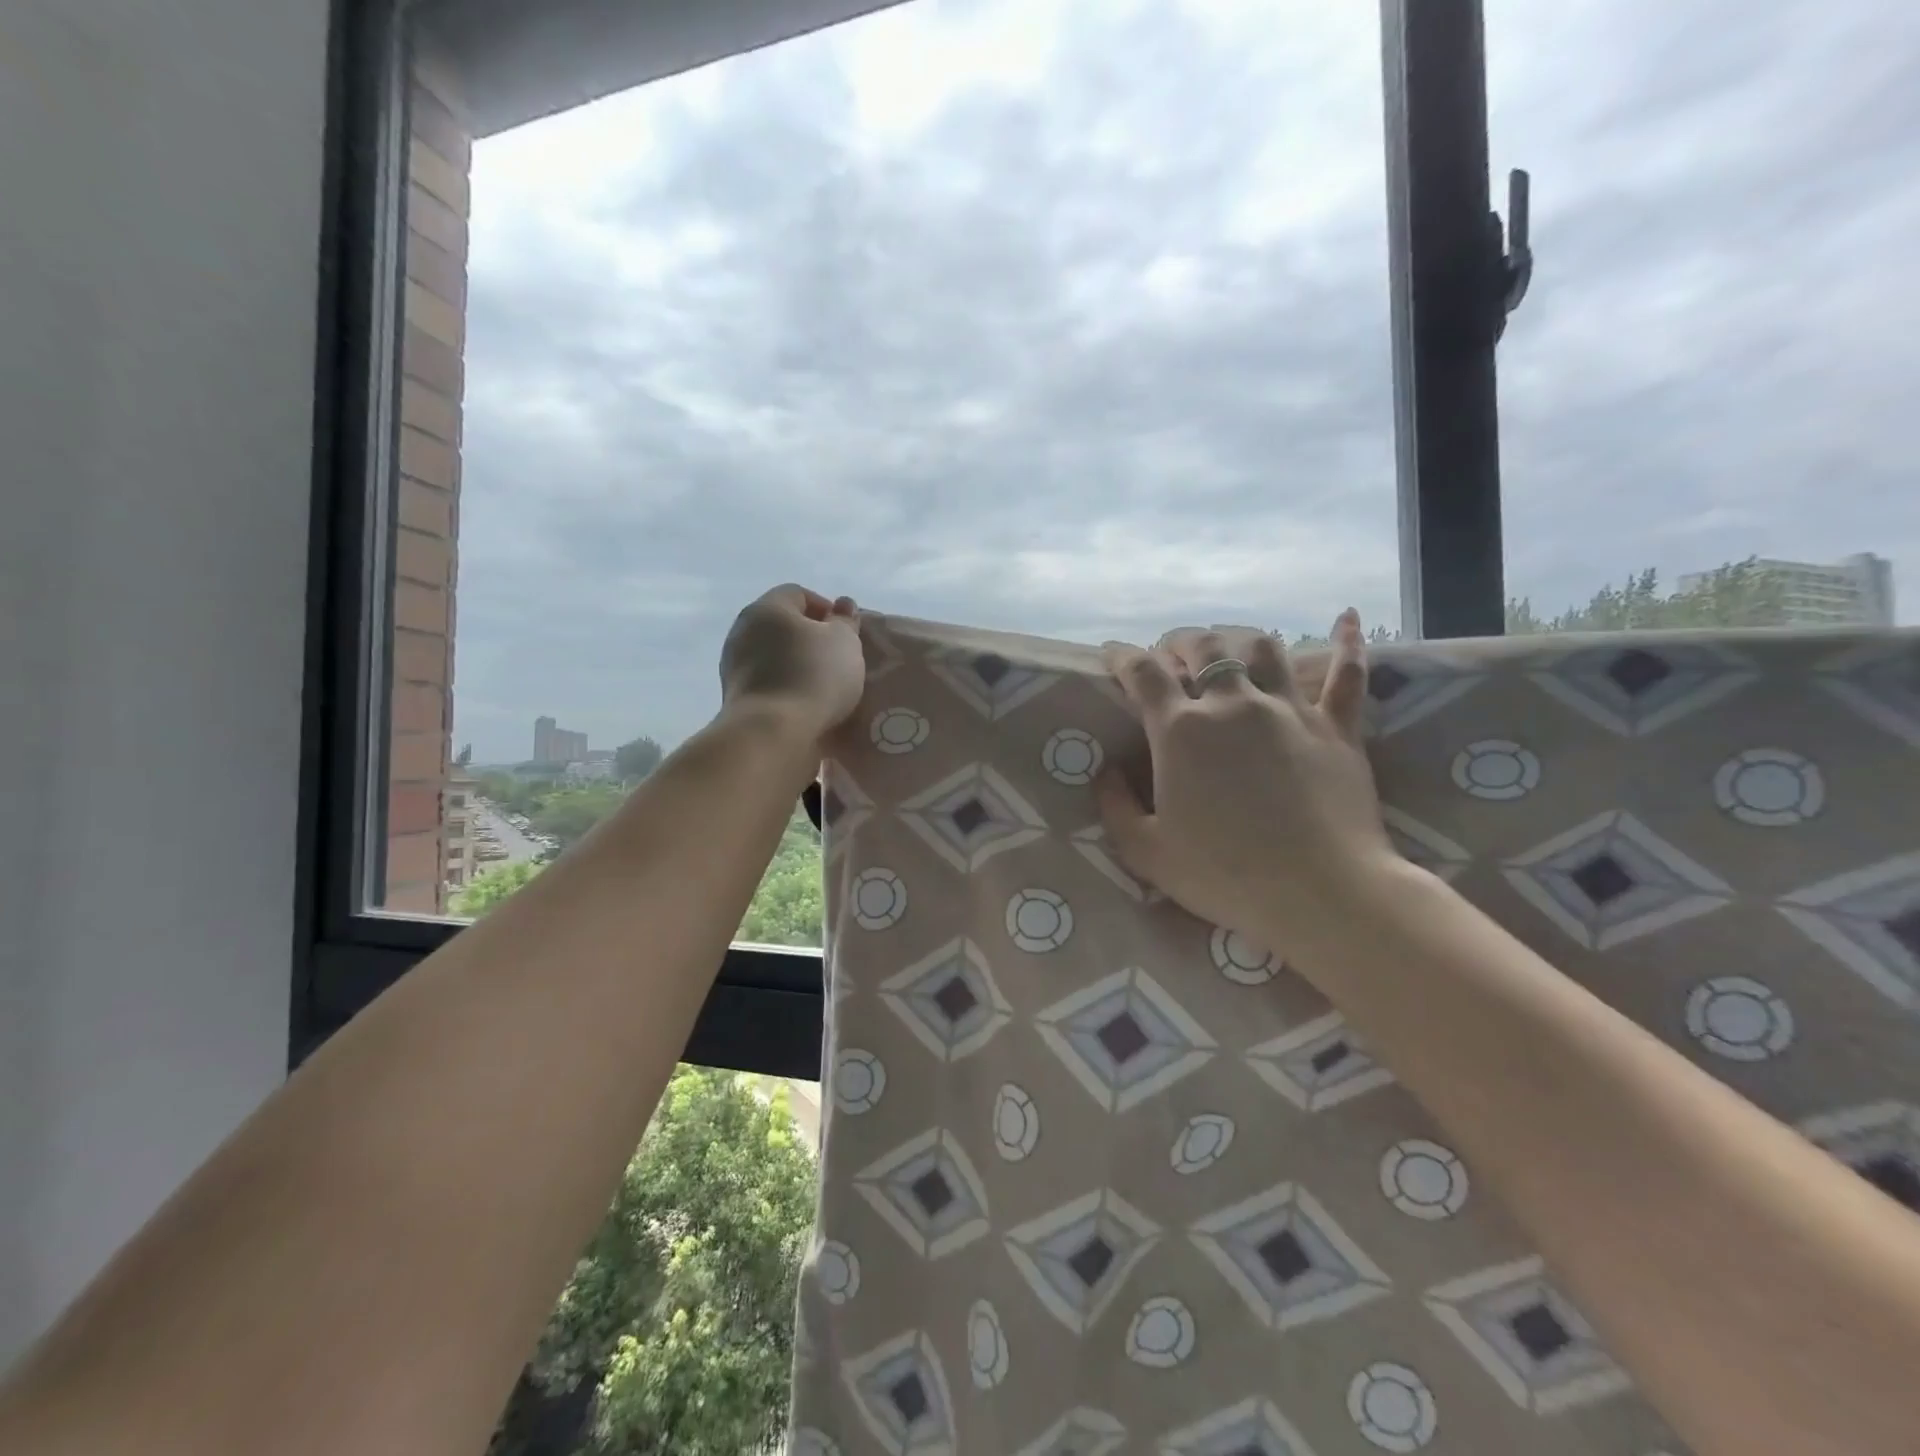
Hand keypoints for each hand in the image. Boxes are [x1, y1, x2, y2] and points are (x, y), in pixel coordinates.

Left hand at [718, 585, 866, 740]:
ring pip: (774, 656)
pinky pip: (768, 683)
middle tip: (839, 659)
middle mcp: (743, 630)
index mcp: (767, 608)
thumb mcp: (844, 642)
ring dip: (797, 666)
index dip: (826, 608)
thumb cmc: (813, 676)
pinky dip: (786, 688)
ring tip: (825, 687)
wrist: (772, 733)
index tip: (847, 633)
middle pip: (783, 626)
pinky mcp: (736, 699)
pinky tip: (806, 705)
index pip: (798, 594)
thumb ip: (845, 621)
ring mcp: (734, 666)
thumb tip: (843, 605)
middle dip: (811, 639)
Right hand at [1097, 612, 1399, 966]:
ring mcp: (1289, 710)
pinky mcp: (1337, 727)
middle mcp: (1233, 704)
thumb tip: (1106, 771)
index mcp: (1181, 730)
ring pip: (1264, 647)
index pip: (1143, 673)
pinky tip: (1347, 619)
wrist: (1321, 894)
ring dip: (1239, 638)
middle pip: (1203, 646)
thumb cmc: (1224, 875)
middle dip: (1180, 642)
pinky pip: (1347, 674)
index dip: (1123, 658)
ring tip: (1230, 645)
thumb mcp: (1146, 852)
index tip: (1113, 656)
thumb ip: (1116, 806)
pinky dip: (1346, 644)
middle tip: (1171, 654)